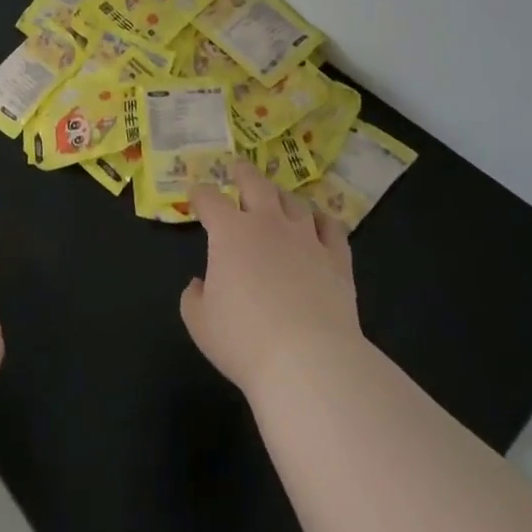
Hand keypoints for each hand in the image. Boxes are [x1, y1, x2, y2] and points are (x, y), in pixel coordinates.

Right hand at [182, 162, 361, 399]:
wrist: (309, 362)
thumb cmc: (244, 341)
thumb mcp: (200, 323)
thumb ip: (194, 297)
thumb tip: (200, 284)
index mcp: (230, 232)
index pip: (210, 199)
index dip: (200, 194)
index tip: (196, 196)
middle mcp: (268, 223)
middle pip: (255, 183)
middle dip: (243, 172)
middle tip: (238, 169)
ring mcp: (306, 237)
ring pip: (294, 201)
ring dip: (282, 197)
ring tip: (278, 199)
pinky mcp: (337, 258)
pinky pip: (331, 227)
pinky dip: (322, 221)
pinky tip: (319, 224)